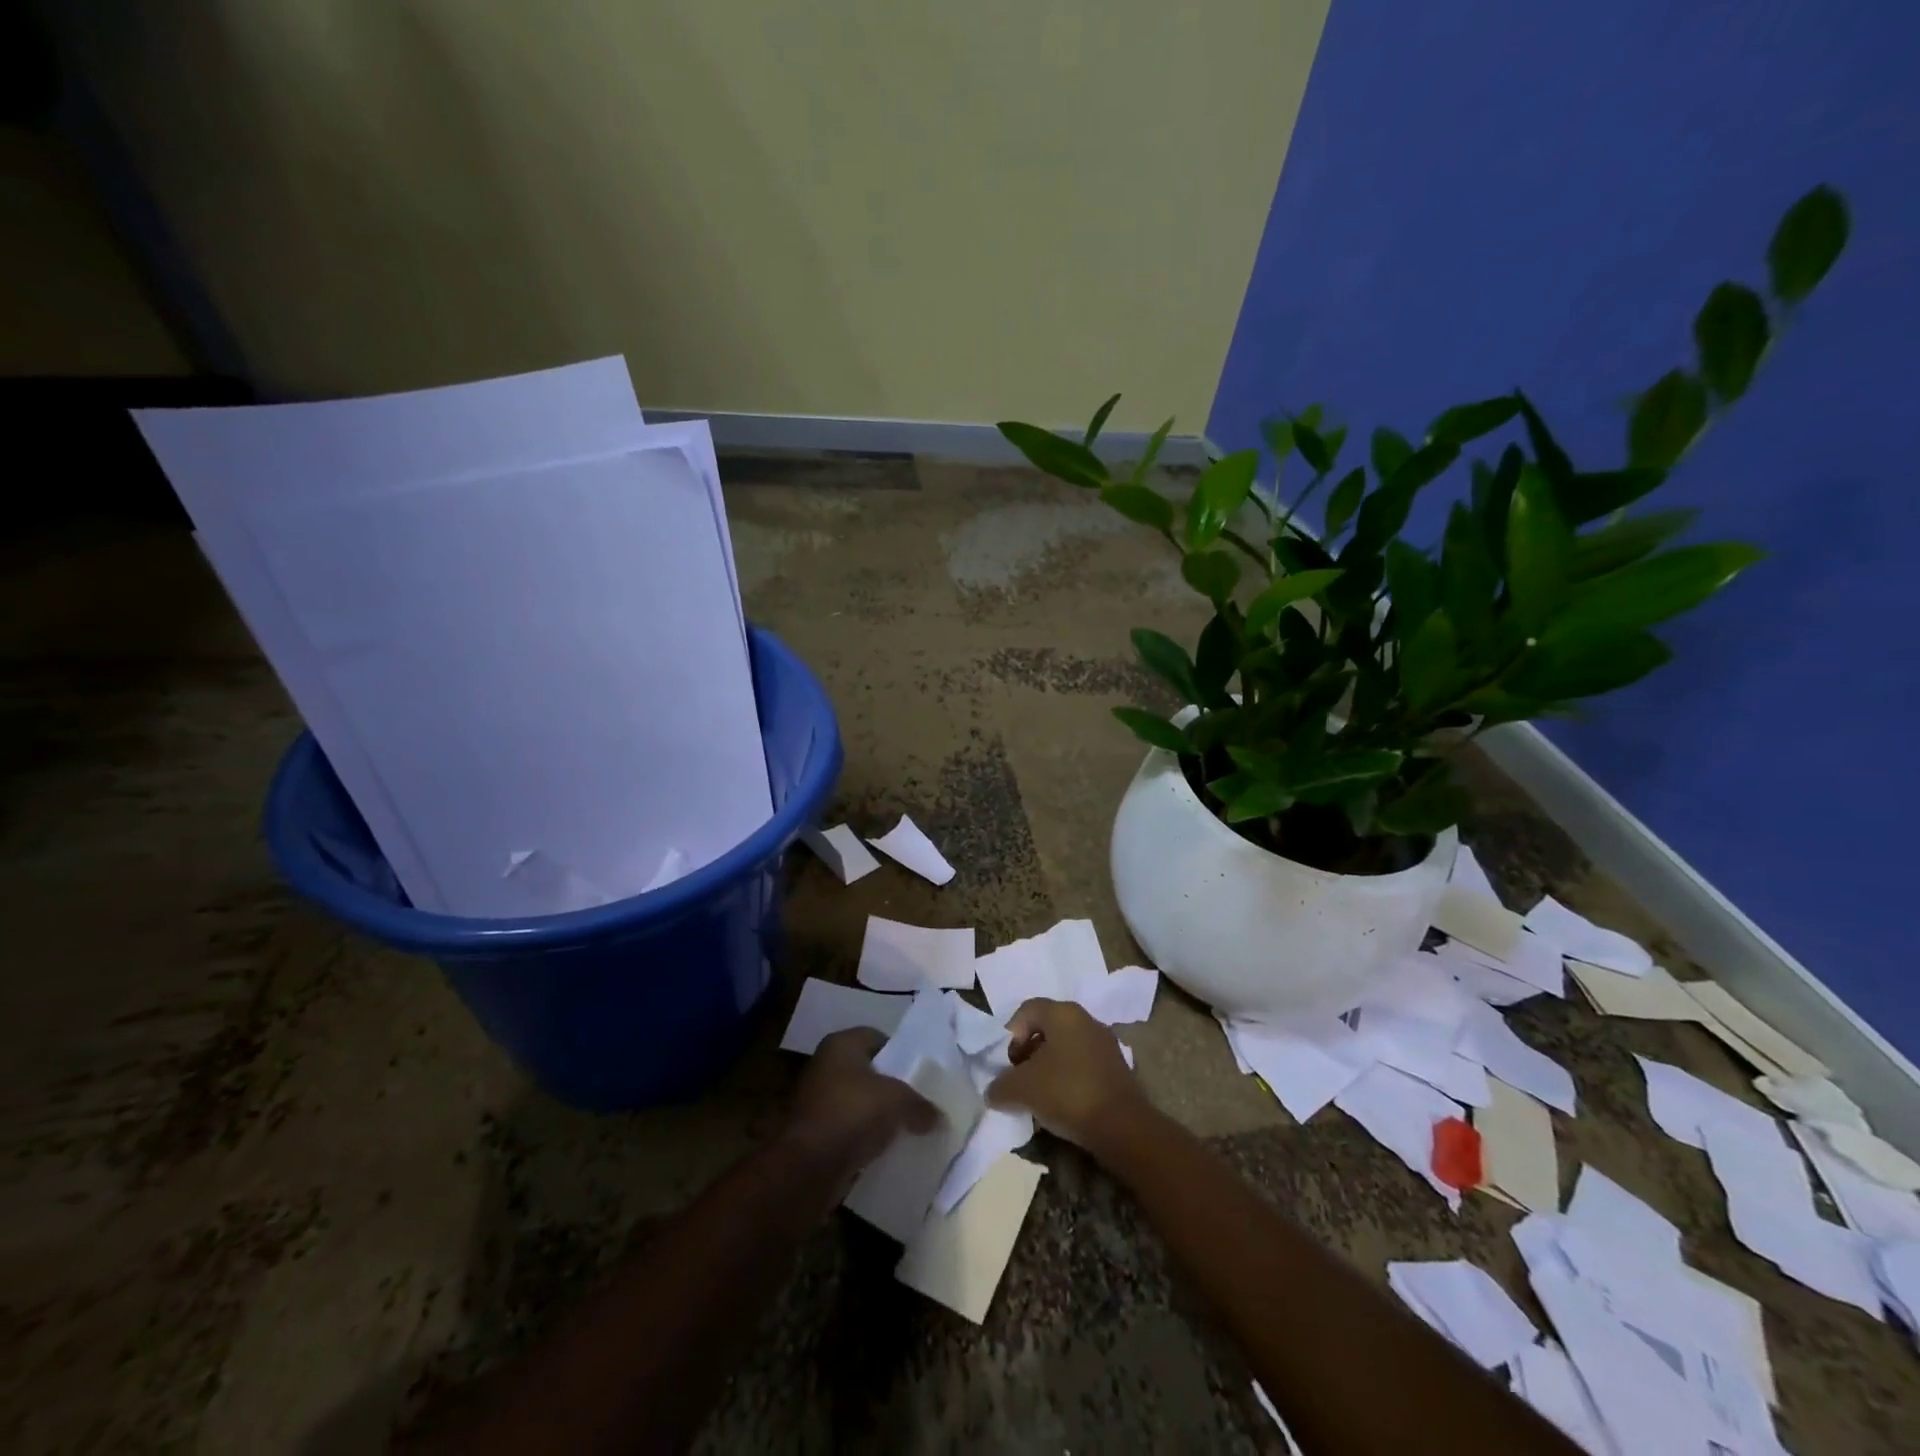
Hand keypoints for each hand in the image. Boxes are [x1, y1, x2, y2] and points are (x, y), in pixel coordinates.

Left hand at [783, 1027, 937, 1188]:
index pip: (876, 1037)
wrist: (809, 1167)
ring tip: (906, 1127)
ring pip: (858, 1102)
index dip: (899, 1052)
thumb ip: (920, 1105)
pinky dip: (865, 1137)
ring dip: (877, 1115)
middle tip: (917, 1100)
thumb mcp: (898, 1101)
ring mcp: (817, 1101)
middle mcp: (825, 1066)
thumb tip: (938, 1117)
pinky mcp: (815, 1134)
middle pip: (867, 1071)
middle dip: (890, 1086)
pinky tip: (885, 1149)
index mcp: (841, 1045)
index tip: (919, 1072)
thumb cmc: (853, 1113)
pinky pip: (849, 1129)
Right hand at [987, 998, 1150, 1153]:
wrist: (1122, 1127)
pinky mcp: (1117, 1067)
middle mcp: (1086, 1019)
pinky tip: (1062, 1103)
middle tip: (1020, 1078)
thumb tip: (993, 1091)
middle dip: (1029, 1051)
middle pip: (1047, 1027)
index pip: (1028, 1009)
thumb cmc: (1067, 1093)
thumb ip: (1000, 1086)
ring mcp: (1105, 1043)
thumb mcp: (1021, 1089)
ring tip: (1039, 1095)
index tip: (1009, 1062)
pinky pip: (1083, 1064)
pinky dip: (1068, 1077)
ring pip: (1066, 1046)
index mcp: (1063, 1013)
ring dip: (1048, 1066)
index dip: (1012, 1034)